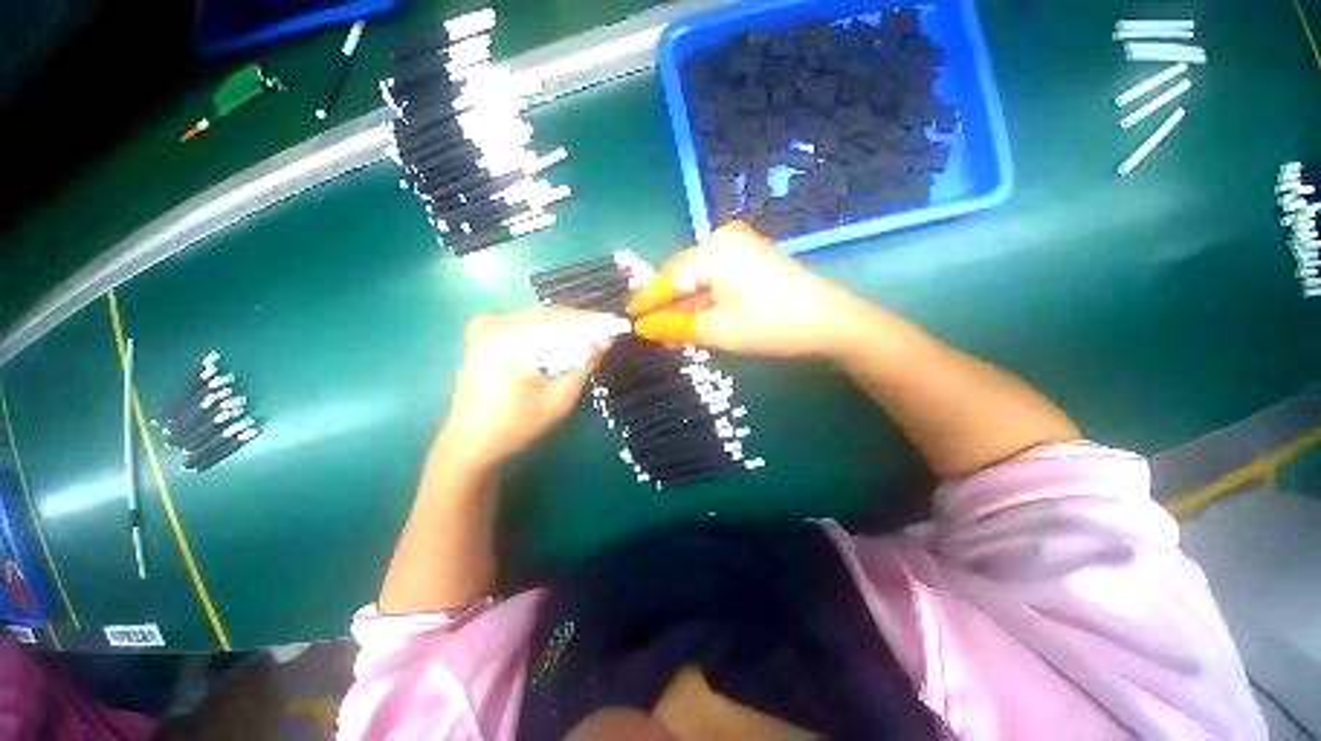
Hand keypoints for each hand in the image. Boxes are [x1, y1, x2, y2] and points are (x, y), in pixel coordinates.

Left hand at [436, 307, 627, 471]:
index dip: (593, 322)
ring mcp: (486, 325)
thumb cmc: (515, 427)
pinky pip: (528, 326)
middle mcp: (493, 322)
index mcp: (506, 336)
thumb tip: (607, 339)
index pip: (560, 320)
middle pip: (549, 316)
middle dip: (582, 323)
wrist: (470, 446)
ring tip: (595, 335)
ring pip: (540, 319)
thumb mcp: (559, 398)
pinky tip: (568, 341)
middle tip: (610, 330)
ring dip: (568, 327)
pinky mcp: (486, 334)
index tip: (619, 324)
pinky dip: (550, 333)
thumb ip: (584, 364)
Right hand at [626, 221, 862, 356]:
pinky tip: (693, 321)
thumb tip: (642, 328)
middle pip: (682, 276)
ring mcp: (739, 248)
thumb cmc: (770, 325)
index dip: (647, 300)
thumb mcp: (717, 330)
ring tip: (668, 332)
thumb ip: (674, 326)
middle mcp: (723, 240)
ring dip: (685, 307)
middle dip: (667, 305)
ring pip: (698, 280)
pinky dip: (703, 303)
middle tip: (650, 331)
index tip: (627, 318)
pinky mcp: (749, 260)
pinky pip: (715, 281)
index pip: (669, 277)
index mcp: (714, 249)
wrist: (830, 322)